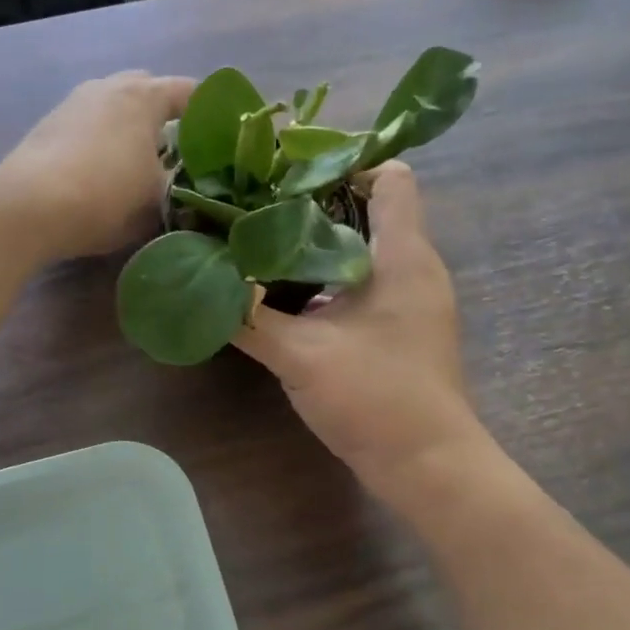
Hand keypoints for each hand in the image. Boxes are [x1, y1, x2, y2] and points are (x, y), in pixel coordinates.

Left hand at [1, 71, 193, 259]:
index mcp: (143, 96)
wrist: (28, 207)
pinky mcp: (47, 126)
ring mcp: (73, 103)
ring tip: (139, 162)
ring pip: (113, 108)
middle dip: (166, 116)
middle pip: (147, 92)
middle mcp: (107, 87)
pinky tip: (102, 171)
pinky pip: (89, 125)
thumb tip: (188, 191)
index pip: (190, 92)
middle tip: (180, 150)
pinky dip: (102, 140)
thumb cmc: (105, 197)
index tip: (224, 137)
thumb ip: (180, 191)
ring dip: (129, 128)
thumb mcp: (157, 202)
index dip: (212, 113)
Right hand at [235, 163, 483, 491]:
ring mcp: (410, 299)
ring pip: (363, 247)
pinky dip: (327, 277)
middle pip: (369, 208)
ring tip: (263, 242)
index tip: (288, 172)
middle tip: (259, 205)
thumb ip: (248, 317)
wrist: (427, 467)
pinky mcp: (400, 328)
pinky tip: (286, 293)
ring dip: (318, 242)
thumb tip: (202, 283)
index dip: (344, 163)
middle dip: (315, 202)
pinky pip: (363, 281)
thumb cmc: (375, 397)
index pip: (390, 177)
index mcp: (402, 255)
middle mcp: (413, 267)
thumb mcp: (300, 355)